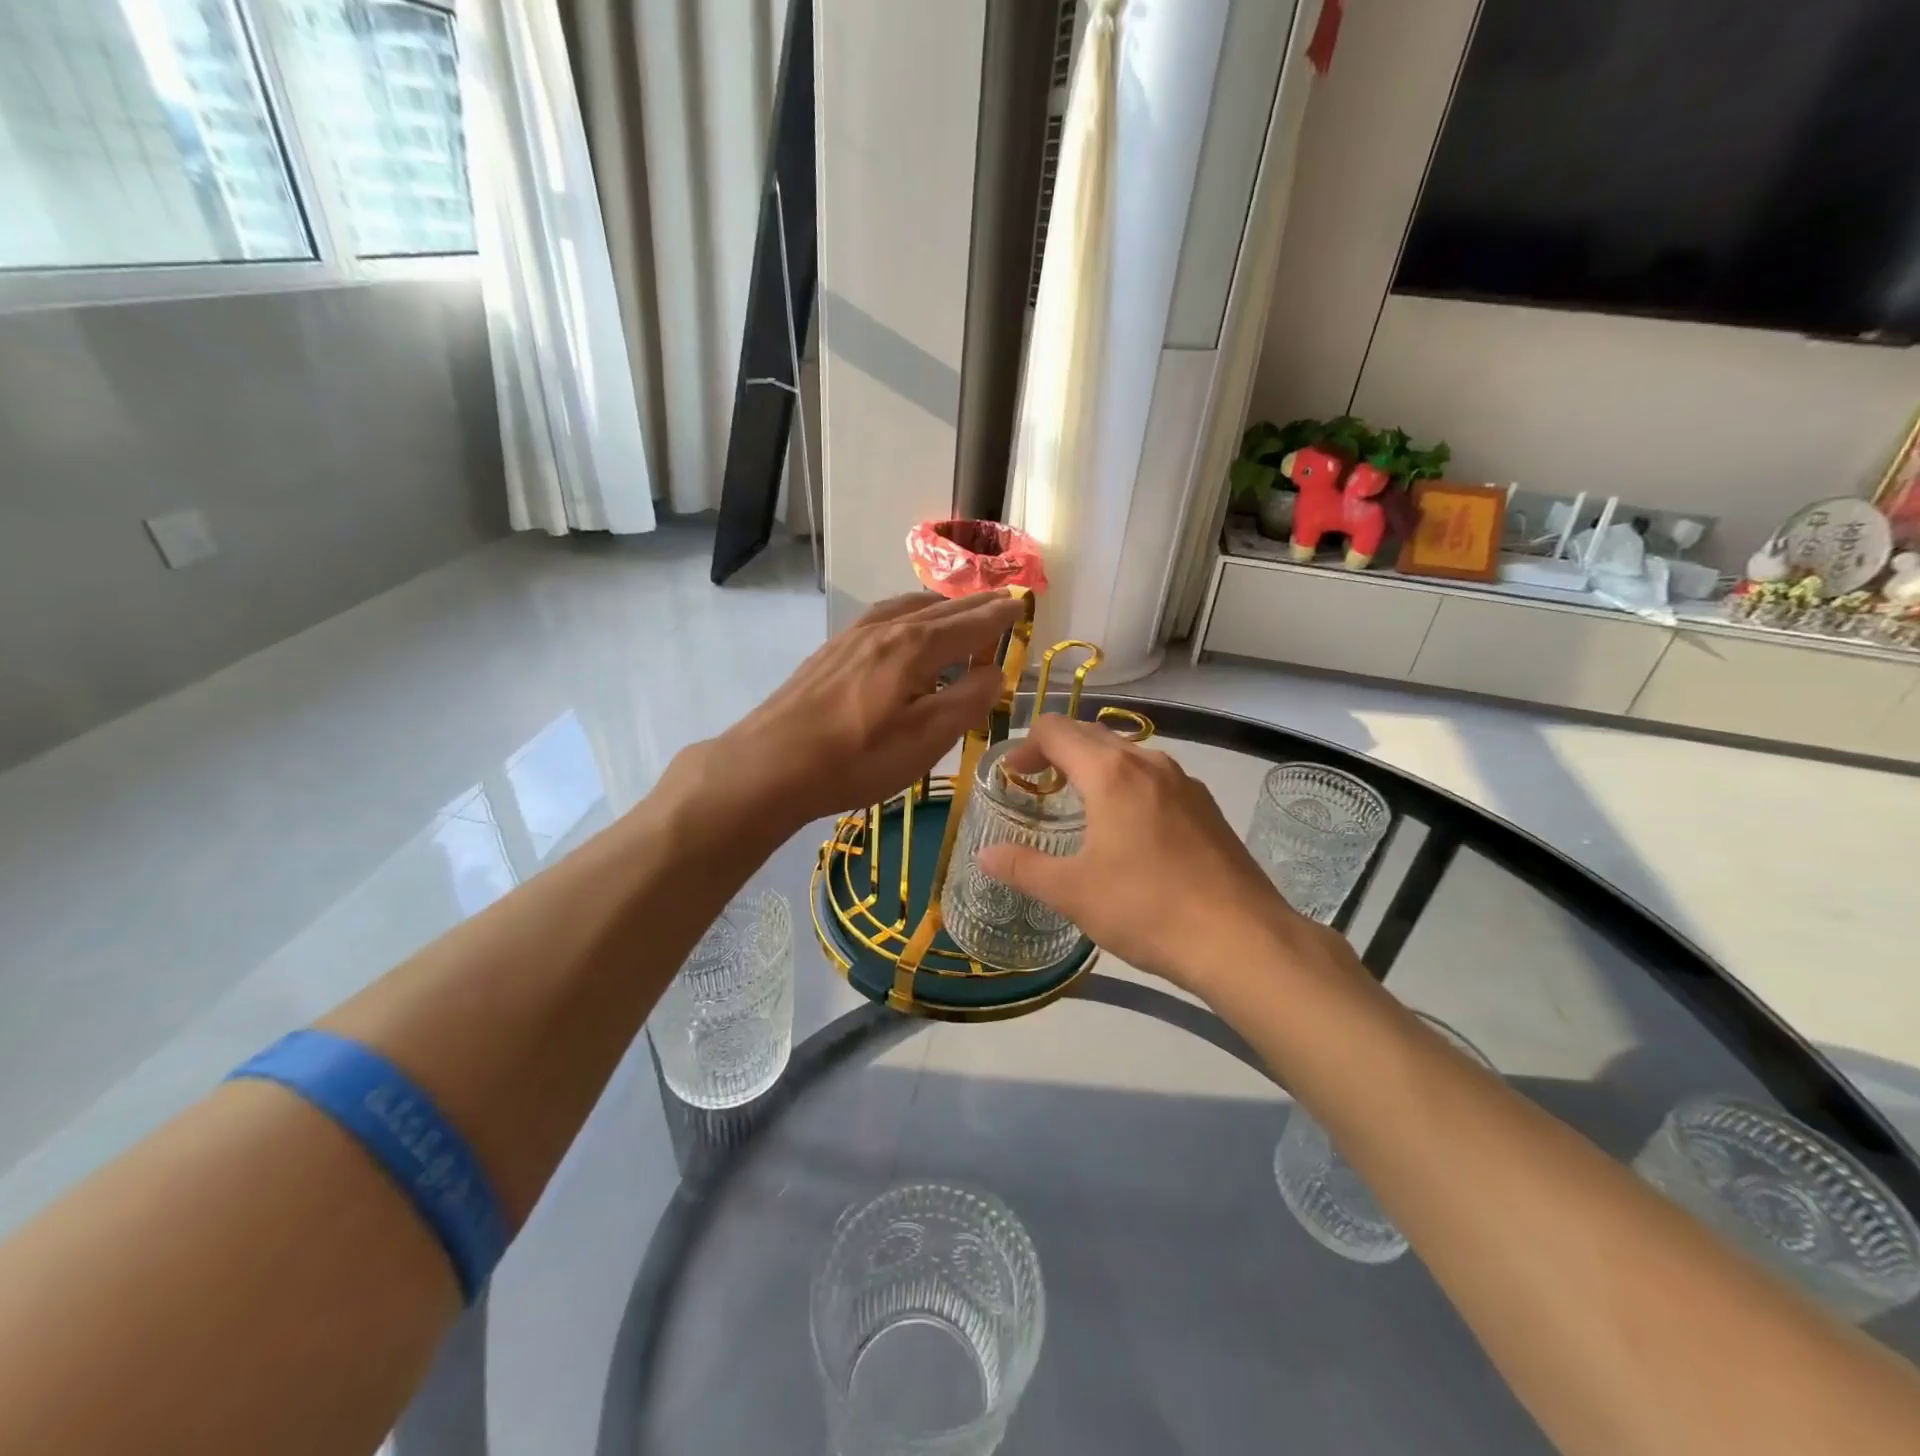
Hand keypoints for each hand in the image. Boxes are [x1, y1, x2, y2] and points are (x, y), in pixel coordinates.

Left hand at [690, 591, 1025, 829]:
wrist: (770, 764)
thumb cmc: (857, 758)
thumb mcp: (926, 739)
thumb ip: (967, 701)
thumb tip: (994, 672)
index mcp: (915, 646)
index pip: (970, 624)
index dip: (999, 616)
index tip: (1021, 604)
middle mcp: (885, 629)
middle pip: (940, 609)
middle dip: (974, 605)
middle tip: (1000, 600)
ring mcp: (851, 637)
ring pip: (906, 607)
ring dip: (938, 606)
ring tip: (954, 610)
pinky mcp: (828, 652)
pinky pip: (880, 618)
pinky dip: (906, 614)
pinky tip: (899, 628)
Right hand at [976, 715, 1342, 994]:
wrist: (1242, 939)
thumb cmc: (1147, 909)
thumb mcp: (1073, 893)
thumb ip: (1022, 867)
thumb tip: (984, 854)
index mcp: (1110, 772)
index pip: (1056, 729)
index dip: (1026, 746)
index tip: (1013, 778)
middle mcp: (1148, 762)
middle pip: (1091, 734)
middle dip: (1058, 752)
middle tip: (1037, 788)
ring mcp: (1184, 782)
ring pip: (1127, 754)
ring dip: (1094, 767)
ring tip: (1080, 806)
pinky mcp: (1206, 806)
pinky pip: (1154, 777)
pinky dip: (1127, 785)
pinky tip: (1129, 830)